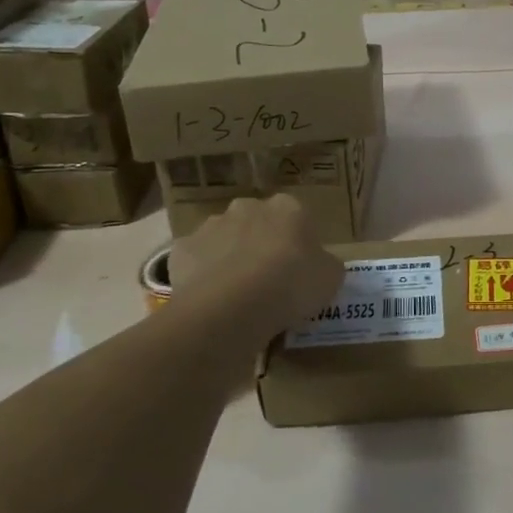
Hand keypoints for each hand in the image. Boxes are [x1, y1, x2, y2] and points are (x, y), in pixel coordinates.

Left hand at [165, 195, 343, 333]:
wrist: (234, 305)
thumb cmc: (292, 284)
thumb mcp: (330, 277)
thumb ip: (325, 264)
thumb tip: (319, 265)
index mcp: (288, 207)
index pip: (296, 217)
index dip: (297, 243)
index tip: (298, 268)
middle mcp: (248, 207)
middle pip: (256, 222)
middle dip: (259, 243)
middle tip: (267, 279)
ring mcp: (211, 225)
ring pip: (223, 239)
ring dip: (229, 257)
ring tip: (237, 294)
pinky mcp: (182, 250)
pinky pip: (195, 261)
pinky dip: (201, 275)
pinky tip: (211, 299)